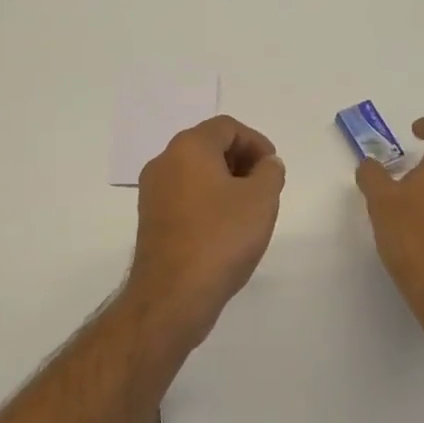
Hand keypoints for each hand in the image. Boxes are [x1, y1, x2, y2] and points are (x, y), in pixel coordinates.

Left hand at [125, 115, 285, 341]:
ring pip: (194, 172)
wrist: (173, 295)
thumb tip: (266, 164)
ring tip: (248, 209)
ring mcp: (152, 192)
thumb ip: (270, 172)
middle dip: (240, 160)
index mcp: (188, 148)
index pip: (226, 127)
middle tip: (264, 186)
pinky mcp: (150, 219)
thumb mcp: (261, 199)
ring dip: (224, 181)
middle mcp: (164, 162)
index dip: (256, 142)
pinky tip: (225, 228)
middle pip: (208, 146)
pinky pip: (184, 195)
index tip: (273, 168)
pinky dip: (207, 200)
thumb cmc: (221, 238)